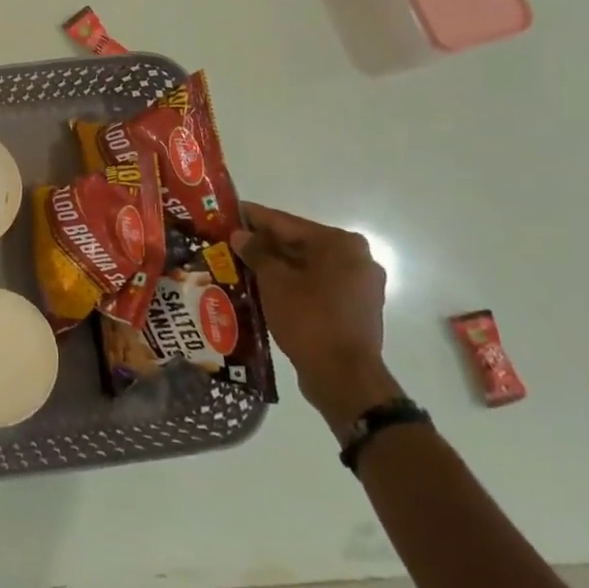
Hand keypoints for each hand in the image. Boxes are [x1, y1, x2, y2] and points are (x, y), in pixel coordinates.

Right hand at [230, 203, 399, 435]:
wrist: (344, 376)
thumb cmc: (308, 319)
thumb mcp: (274, 281)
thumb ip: (257, 252)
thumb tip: (241, 235)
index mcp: (340, 244)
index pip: (287, 222)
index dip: (254, 217)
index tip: (228, 211)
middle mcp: (357, 258)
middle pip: (300, 243)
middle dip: (265, 244)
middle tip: (230, 241)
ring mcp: (360, 285)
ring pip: (308, 266)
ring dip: (277, 265)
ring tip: (241, 264)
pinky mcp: (356, 308)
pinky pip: (318, 285)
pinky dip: (293, 283)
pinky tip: (265, 287)